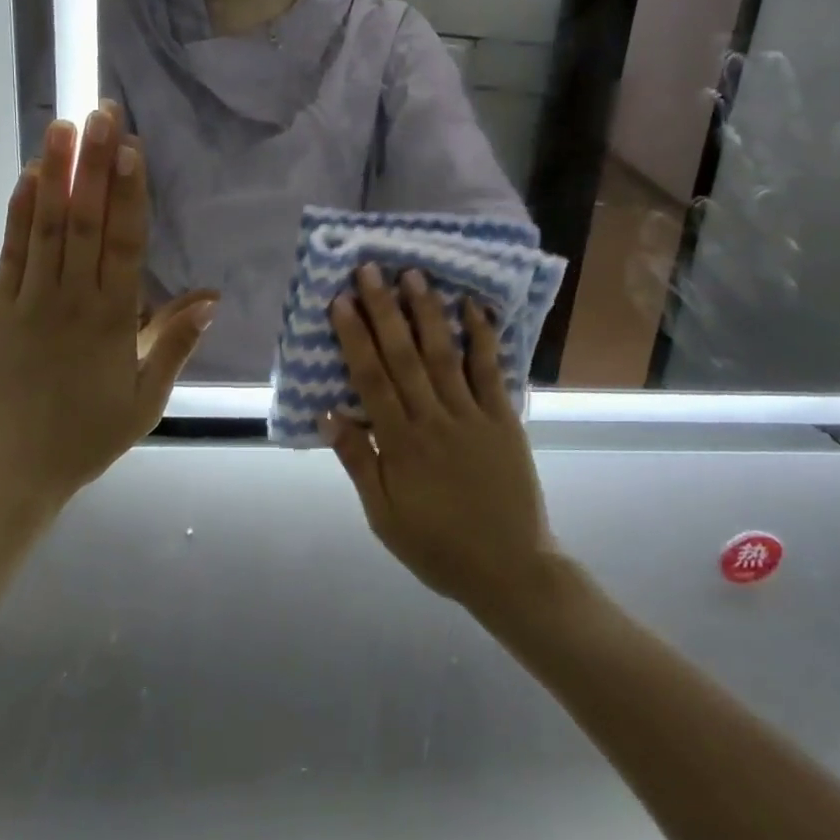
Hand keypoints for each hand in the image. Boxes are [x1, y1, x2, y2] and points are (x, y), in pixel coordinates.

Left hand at [0, 107, 216, 504]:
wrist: (7, 472)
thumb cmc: (85, 436)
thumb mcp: (145, 400)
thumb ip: (175, 344)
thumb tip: (212, 297)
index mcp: (114, 319)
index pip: (125, 243)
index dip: (129, 192)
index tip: (131, 148)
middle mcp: (74, 298)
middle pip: (87, 221)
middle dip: (95, 164)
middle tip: (103, 112)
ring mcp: (31, 299)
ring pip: (49, 226)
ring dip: (58, 173)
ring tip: (64, 126)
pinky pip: (12, 251)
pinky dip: (20, 211)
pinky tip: (29, 175)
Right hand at [322, 265, 556, 609]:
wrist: (511, 570)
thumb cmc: (438, 545)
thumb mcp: (384, 516)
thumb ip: (358, 462)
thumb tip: (327, 414)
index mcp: (401, 444)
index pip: (371, 380)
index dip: (354, 338)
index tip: (341, 301)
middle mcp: (434, 420)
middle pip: (404, 356)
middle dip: (384, 310)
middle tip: (370, 270)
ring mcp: (472, 416)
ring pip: (444, 355)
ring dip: (427, 313)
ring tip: (414, 275)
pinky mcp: (503, 419)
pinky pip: (491, 372)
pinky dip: (482, 338)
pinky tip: (473, 306)